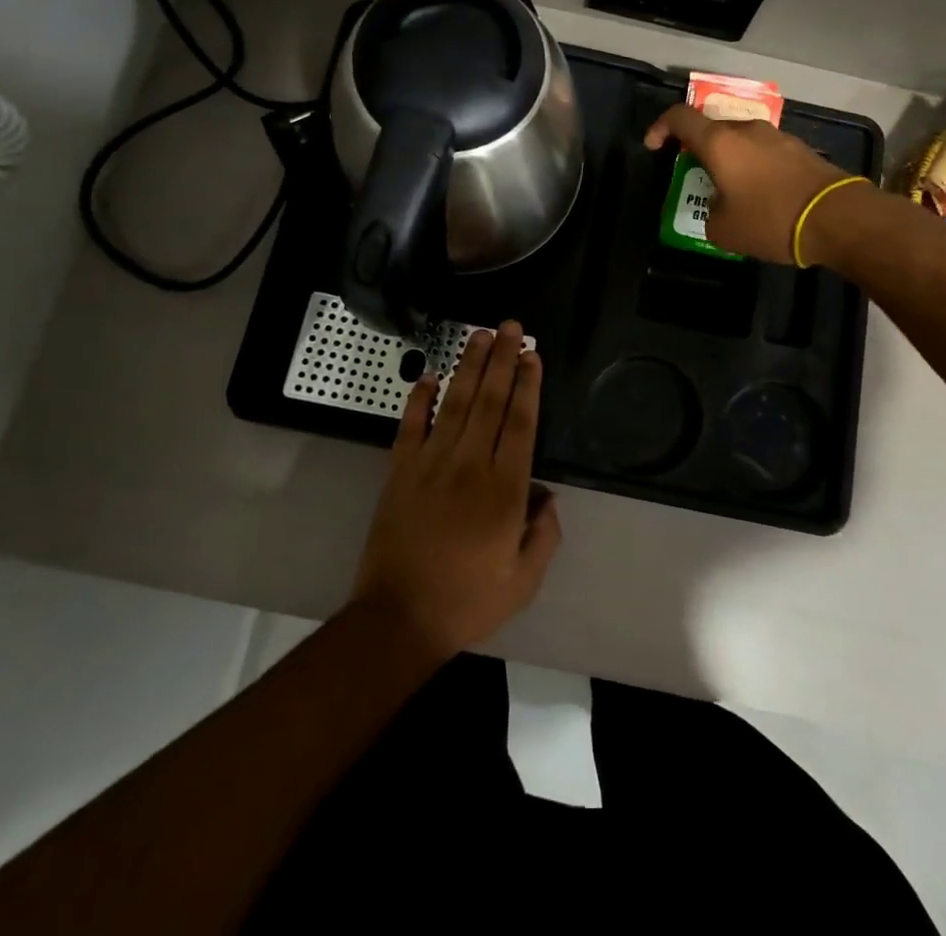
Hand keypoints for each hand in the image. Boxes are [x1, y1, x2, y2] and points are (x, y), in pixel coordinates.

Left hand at [351, 322, 560, 661]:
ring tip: (479, 335)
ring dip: (468, 366)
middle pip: (489, 400)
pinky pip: (410, 425)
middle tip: (510, 327)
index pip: (520, 422)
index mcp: (504, 489)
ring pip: (454, 402)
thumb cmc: (468, 601)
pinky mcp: (399, 471)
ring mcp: (430, 464)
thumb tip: (547, 495)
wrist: (398, 618)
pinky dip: (419, 397)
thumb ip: (544, 534)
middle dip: (502, 359)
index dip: (528, 384)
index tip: (533, 355)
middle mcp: (469, 464)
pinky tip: (429, 375)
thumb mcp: (524, 580)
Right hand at [645, 103, 860, 264]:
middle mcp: (746, 130)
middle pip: (712, 128)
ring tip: (730, 190)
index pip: (679, 117)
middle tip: (695, 175)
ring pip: (741, 140)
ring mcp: (777, 136)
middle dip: (698, 149)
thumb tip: (719, 209)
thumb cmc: (770, 219)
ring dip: (729, 159)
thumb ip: (709, 214)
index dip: (660, 128)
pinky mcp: (800, 149)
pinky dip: (754, 167)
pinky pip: (765, 152)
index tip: (655, 147)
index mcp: (719, 142)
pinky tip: (761, 195)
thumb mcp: (724, 230)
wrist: (835, 218)